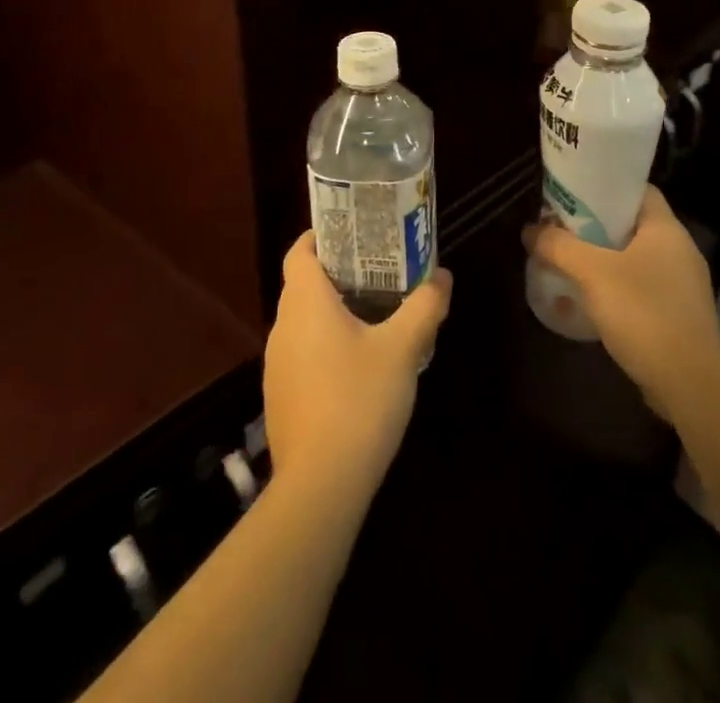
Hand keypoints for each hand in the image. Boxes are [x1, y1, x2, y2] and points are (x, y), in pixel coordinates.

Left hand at [263, 232, 452, 504]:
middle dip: (337, 273)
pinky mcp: (280, 397)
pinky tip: (356, 367)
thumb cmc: (359, 400)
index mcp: (305, 303)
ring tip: (373, 315)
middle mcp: (282, 326)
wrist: (321, 486)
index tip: (352, 233)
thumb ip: (424, 307)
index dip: (320, 236)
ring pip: (302, 322)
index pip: (300, 251)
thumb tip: (443, 277)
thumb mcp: (403, 349)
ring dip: (331, 312)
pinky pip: (302, 354)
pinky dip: (324, 346)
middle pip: (303, 285)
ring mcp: (276, 365)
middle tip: (377, 271)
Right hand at [528, 187, 719, 425]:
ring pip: (636, 259)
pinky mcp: (679, 316)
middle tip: (562, 229)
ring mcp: (682, 285)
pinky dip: (617, 288)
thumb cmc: (643, 312)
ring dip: (605, 259)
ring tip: (570, 263)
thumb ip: (559, 246)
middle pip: (632, 225)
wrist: (690, 382)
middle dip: (596, 226)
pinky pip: (642, 288)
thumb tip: (530, 231)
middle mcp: (679, 251)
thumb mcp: (592, 273)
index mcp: (666, 229)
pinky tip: (592, 300)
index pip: (638, 191)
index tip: (574, 194)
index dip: (606, 187)